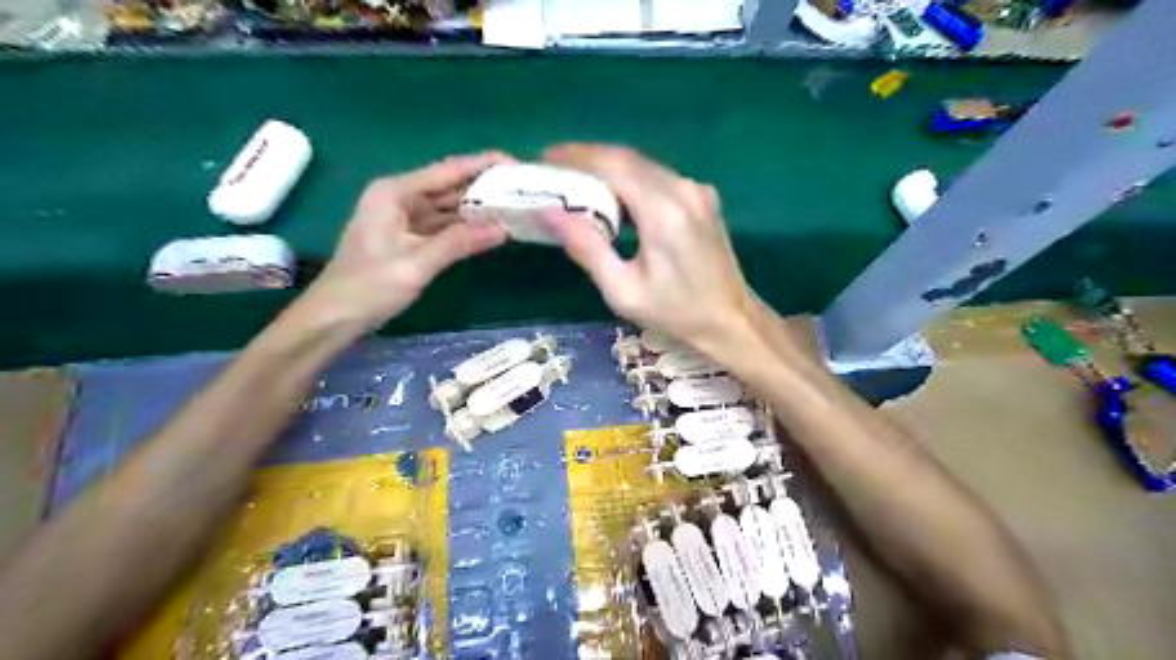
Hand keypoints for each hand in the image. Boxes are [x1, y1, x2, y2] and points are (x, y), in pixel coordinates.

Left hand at [300, 149, 508, 333]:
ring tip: (516, 206)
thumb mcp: (416, 264)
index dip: (482, 165)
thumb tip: (503, 229)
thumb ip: (459, 243)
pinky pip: (444, 226)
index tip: (516, 164)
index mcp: (395, 192)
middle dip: (485, 187)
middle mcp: (401, 197)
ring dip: (479, 208)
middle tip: (524, 189)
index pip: (447, 171)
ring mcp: (405, 218)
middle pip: (450, 186)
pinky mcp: (410, 237)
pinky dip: (466, 228)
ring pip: (449, 207)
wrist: (334, 318)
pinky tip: (491, 228)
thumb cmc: (368, 287)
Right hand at [539, 144, 757, 357]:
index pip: (613, 165)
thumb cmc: (675, 312)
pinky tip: (610, 194)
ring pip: (643, 165)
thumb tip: (549, 212)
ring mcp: (697, 190)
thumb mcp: (623, 291)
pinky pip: (658, 178)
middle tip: (552, 166)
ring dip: (607, 167)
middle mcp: (683, 189)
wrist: (731, 320)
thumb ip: (586, 248)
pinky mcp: (702, 198)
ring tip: (573, 178)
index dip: (575, 157)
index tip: (544, 159)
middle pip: (627, 159)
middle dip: (587, 158)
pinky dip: (629, 180)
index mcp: (664, 211)